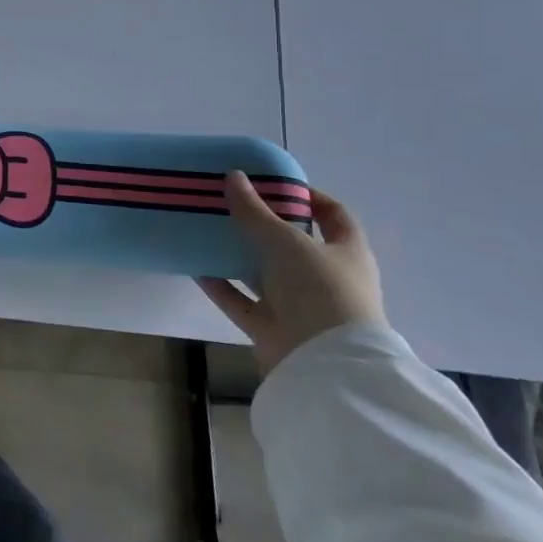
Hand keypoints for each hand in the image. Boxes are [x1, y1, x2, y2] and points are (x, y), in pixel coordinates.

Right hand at [198, 172, 386, 375]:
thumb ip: (255, 211)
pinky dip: (221, 286)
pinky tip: (196, 267)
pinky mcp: (273, 328)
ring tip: (207, 230)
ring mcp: (300, 306)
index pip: (333, 215)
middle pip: (293, 244)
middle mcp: (326, 278)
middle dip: (263, 225)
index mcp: (346, 253)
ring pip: (265, 273)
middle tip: (231, 204)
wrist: (326, 364)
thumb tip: (233, 176)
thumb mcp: (286, 241)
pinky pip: (242, 301)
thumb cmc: (320, 290)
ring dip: (238, 255)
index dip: (309, 196)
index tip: (274, 182)